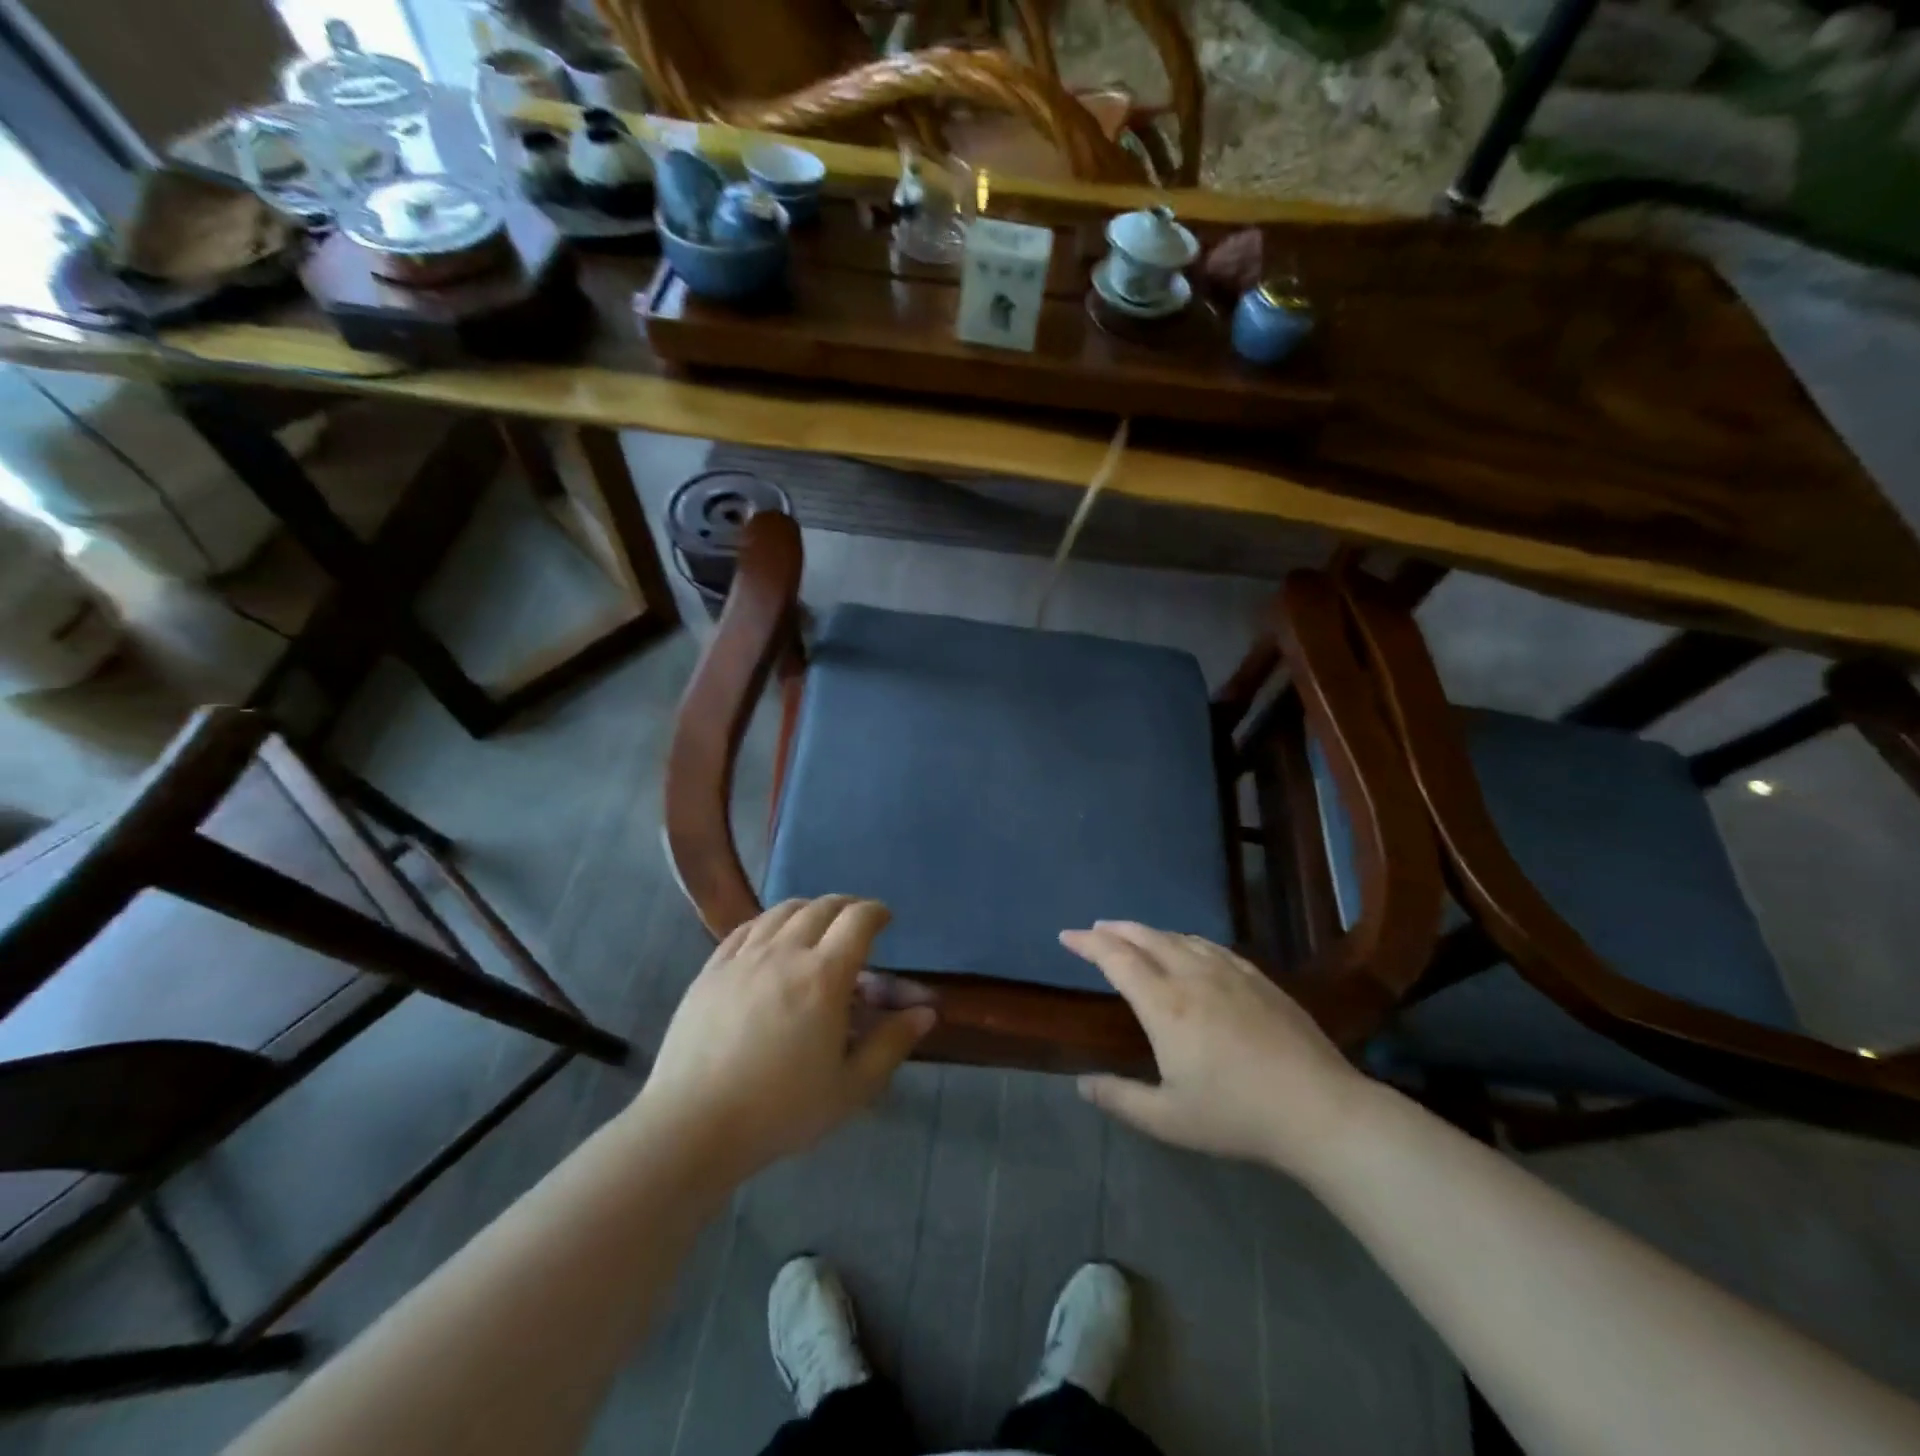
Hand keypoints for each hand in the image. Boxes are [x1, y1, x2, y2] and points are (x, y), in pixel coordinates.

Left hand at [634, 897, 934, 1186]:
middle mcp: (786, 953)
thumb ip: (891, 1043)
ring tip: (816, 926)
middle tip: (856, 923)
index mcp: (825, 976)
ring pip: (783, 911)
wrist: (693, 1126)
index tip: (885, 920)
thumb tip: (926, 1012)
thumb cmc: (781, 1110)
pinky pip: (746, 928)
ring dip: (809, 909)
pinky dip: (769, 922)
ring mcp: (744, 957)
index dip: (877, 912)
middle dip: (847, 907)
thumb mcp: (851, 1087)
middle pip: (822, 907)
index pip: (858, 920)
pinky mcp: (711, 969)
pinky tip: (771, 938)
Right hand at [1061, 922, 1377, 1176]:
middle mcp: (1192, 976)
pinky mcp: (1258, 978)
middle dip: (1115, 930)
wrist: (1319, 1109)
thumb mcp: (1169, 1120)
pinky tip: (1188, 947)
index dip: (1088, 943)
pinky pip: (1211, 946)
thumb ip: (1120, 1099)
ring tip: (1134, 935)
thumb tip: (1081, 1084)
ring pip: (1179, 938)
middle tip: (1095, 929)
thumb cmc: (1237, 1116)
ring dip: (1149, 931)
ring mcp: (1229, 973)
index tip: (1067, 935)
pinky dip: (1186, 940)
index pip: (1116, 959)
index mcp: (1165, 1005)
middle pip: (1146, 937)